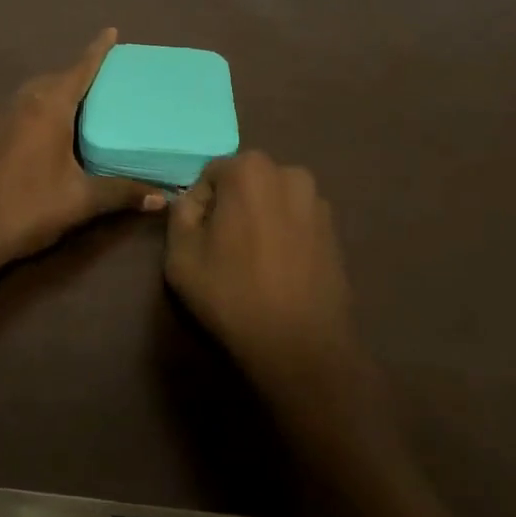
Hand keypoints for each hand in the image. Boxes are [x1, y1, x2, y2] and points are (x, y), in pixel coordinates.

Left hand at [0, 29, 166, 270]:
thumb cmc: (28, 207)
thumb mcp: (81, 200)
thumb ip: (121, 193)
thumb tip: (162, 197)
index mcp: (49, 108)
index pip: (79, 69)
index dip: (97, 51)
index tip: (111, 31)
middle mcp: (24, 103)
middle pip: (56, 77)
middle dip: (79, 73)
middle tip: (105, 79)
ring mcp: (1, 117)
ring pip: (35, 92)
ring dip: (56, 89)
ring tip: (80, 102)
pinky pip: (21, 108)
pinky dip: (39, 108)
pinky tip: (46, 131)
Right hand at [164, 152, 362, 390]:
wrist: (301, 346)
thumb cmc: (233, 294)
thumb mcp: (180, 254)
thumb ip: (180, 214)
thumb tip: (193, 202)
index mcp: (249, 170)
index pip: (210, 175)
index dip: (199, 206)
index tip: (199, 239)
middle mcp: (289, 173)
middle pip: (245, 182)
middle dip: (231, 207)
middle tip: (223, 249)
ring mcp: (318, 201)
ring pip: (272, 201)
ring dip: (260, 219)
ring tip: (253, 260)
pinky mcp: (335, 230)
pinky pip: (296, 221)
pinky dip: (284, 235)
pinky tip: (279, 269)